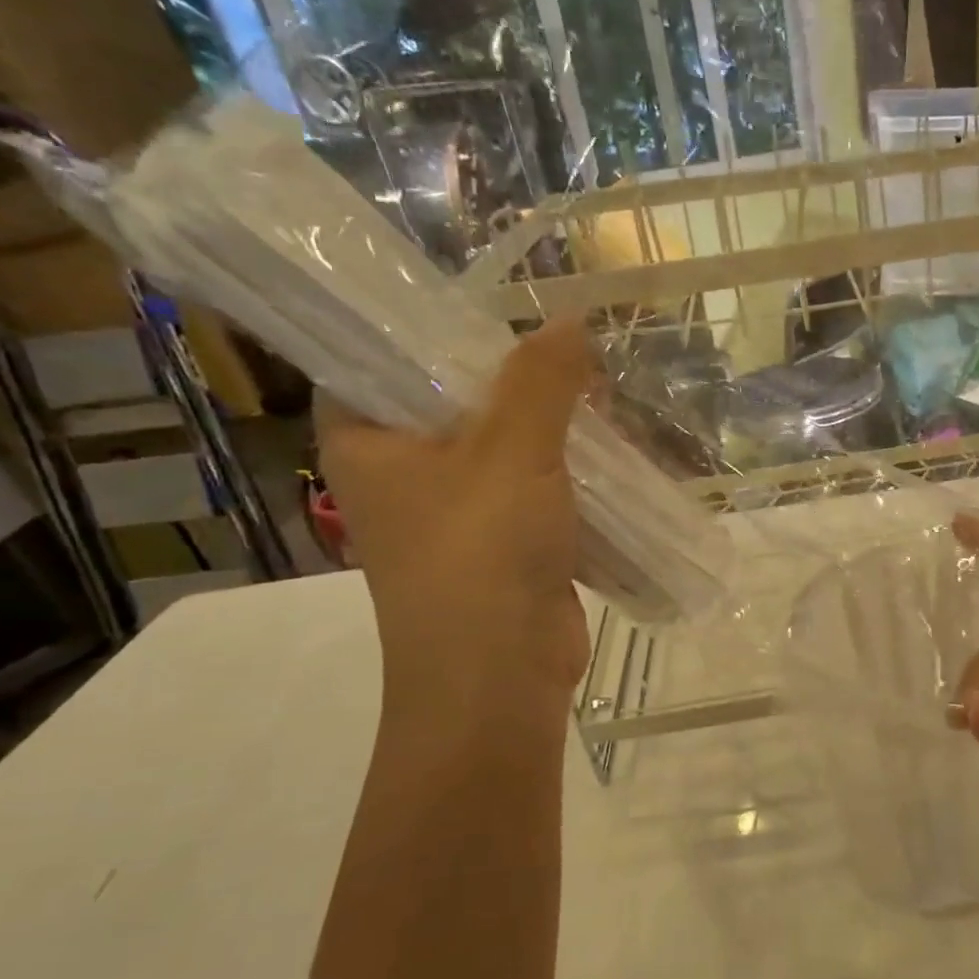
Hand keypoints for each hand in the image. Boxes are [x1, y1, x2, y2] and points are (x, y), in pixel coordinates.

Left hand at [317, 318, 593, 695]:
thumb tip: (572, 319)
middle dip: (514, 378)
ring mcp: (456, 513)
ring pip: (504, 448)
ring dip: (551, 427)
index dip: (428, 324)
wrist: (499, 675)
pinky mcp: (504, 545)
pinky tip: (611, 449)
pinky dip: (569, 472)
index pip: (377, 356)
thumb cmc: (481, 551)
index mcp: (367, 440)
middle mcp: (402, 473)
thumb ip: (541, 380)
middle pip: (454, 400)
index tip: (488, 302)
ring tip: (600, 390)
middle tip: (567, 347)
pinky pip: (536, 490)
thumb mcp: (513, 449)